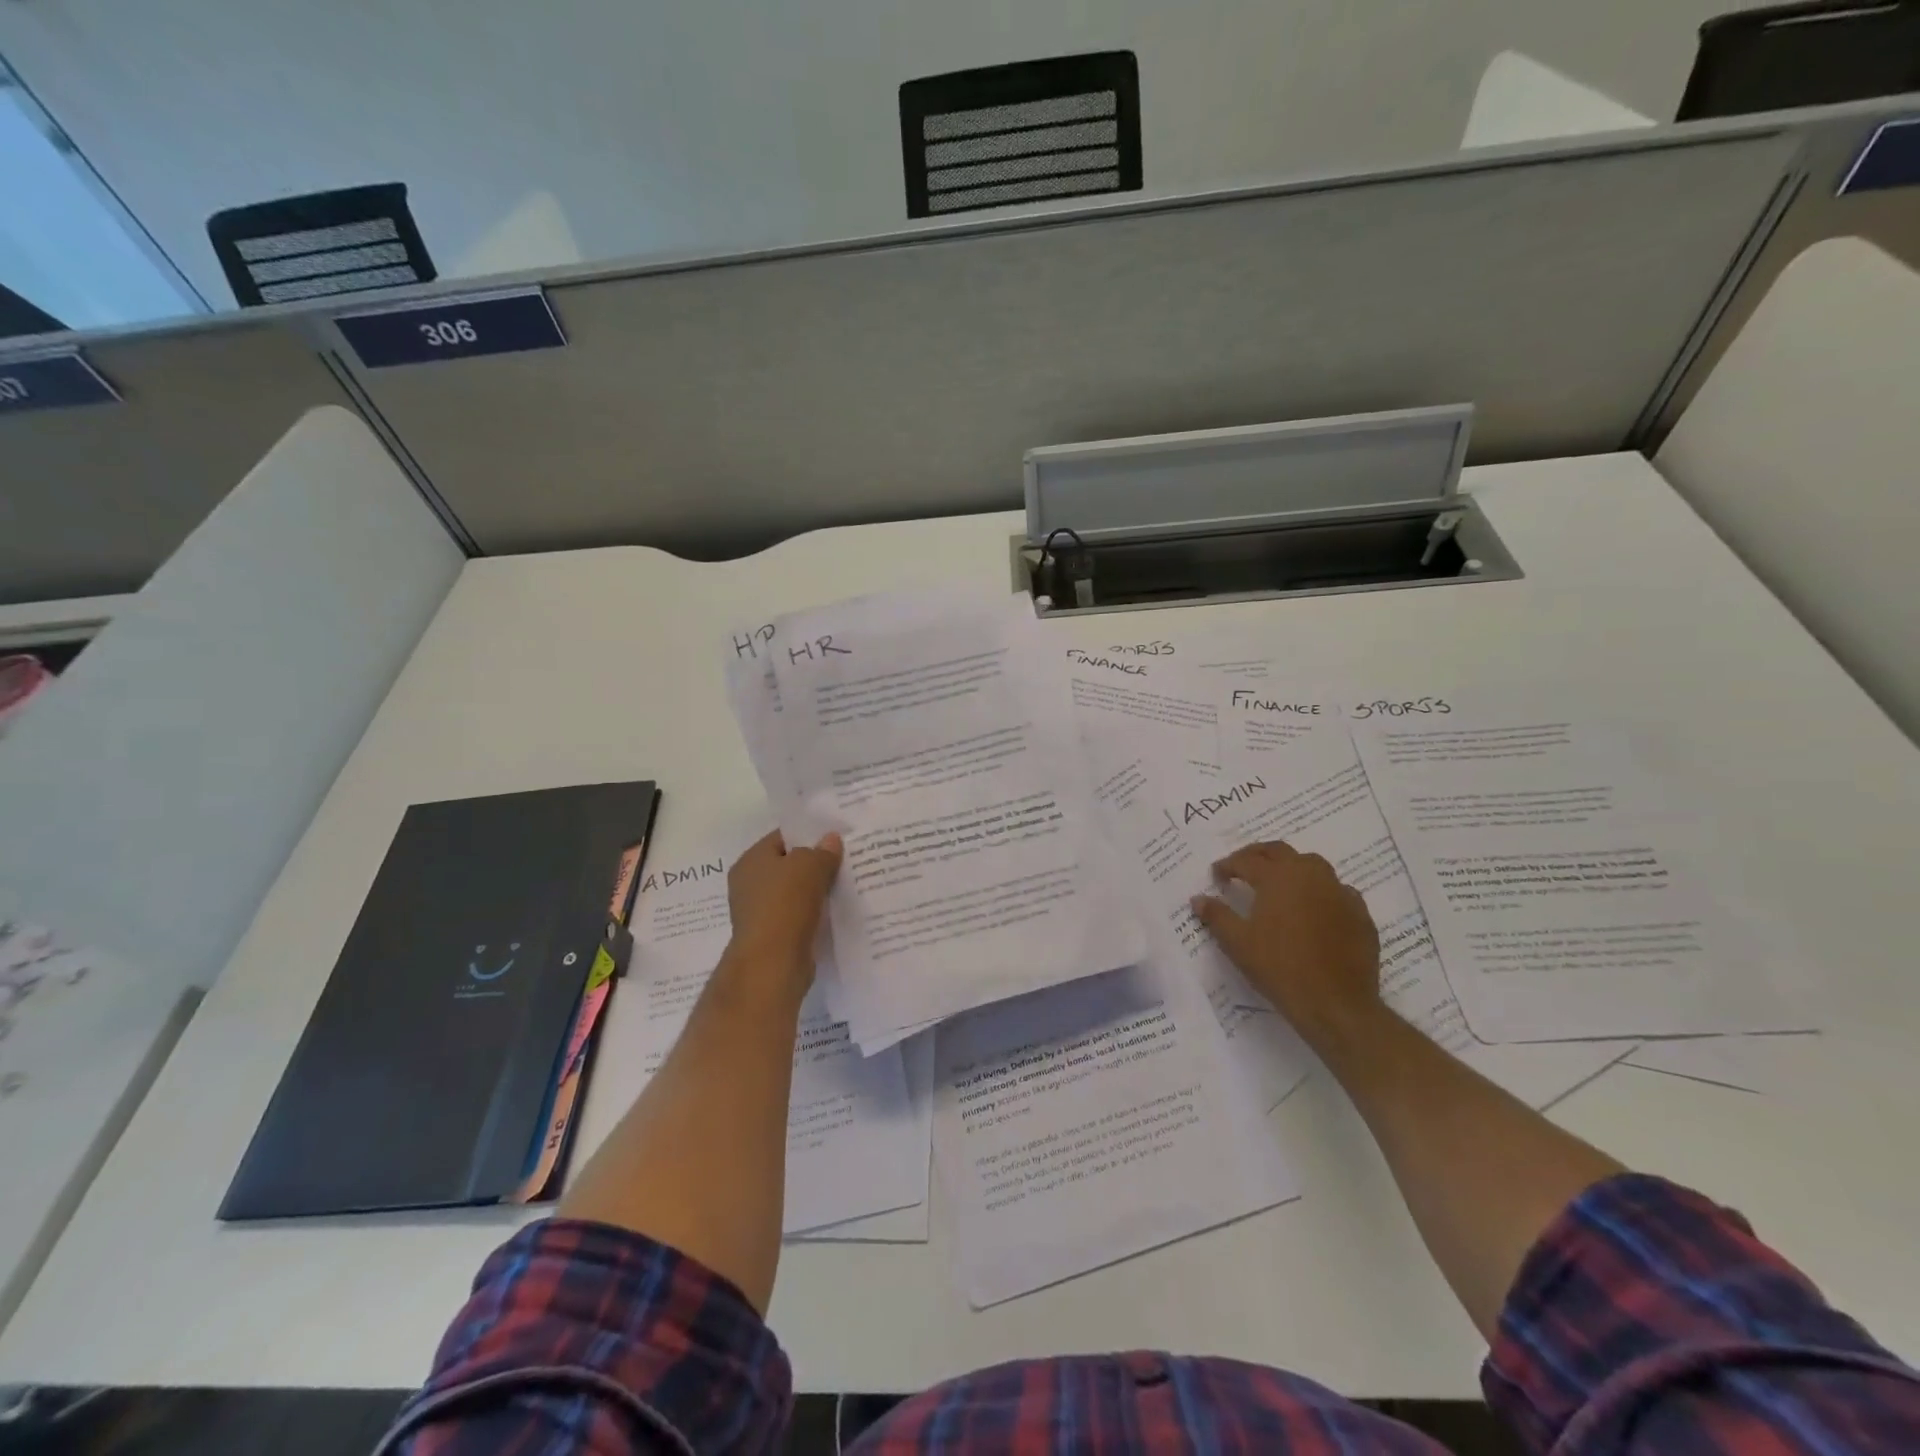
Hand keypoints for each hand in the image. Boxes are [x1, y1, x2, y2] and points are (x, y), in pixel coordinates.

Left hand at [724, 830, 842, 984]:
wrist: (772, 963)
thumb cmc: (785, 904)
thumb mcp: (809, 866)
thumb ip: (822, 850)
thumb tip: (831, 839)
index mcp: (751, 860)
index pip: (782, 837)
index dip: (809, 834)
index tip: (836, 836)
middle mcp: (750, 884)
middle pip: (789, 865)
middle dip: (816, 863)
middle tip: (846, 858)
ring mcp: (761, 912)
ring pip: (796, 893)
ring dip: (817, 890)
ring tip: (848, 883)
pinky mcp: (774, 936)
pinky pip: (800, 916)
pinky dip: (816, 913)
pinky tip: (837, 910)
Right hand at [1191, 840, 1382, 1039]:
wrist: (1336, 1004)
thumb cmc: (1280, 968)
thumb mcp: (1237, 943)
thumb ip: (1217, 916)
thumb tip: (1198, 899)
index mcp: (1278, 877)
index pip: (1246, 861)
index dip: (1228, 865)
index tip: (1217, 875)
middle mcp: (1310, 875)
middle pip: (1280, 852)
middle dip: (1258, 855)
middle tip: (1243, 867)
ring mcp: (1339, 892)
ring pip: (1312, 865)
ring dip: (1291, 867)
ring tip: (1278, 884)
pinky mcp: (1360, 913)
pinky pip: (1336, 890)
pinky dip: (1319, 891)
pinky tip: (1313, 909)